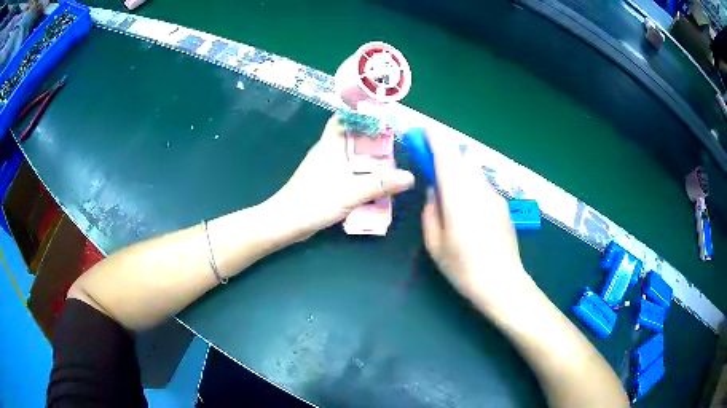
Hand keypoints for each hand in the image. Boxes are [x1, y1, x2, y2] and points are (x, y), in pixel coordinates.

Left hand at [266, 114, 414, 240]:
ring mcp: (326, 167)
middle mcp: (328, 151)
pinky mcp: (326, 182)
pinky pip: (348, 172)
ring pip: (351, 156)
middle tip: (395, 147)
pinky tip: (374, 184)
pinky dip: (362, 175)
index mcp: (331, 144)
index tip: (384, 119)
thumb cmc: (314, 201)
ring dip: (368, 160)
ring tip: (391, 165)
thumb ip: (380, 184)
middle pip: (353, 138)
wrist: (287, 223)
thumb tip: (409, 177)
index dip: (362, 115)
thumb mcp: (351, 192)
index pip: (344, 118)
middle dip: (373, 141)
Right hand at [421, 130, 526, 306]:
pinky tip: (468, 210)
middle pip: (463, 157)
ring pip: (474, 170)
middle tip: (432, 164)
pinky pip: (482, 185)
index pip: (447, 154)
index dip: (434, 138)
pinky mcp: (503, 205)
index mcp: (458, 196)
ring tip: (450, 192)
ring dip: (459, 170)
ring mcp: (494, 196)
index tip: (422, 132)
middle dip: (446, 153)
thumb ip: (431, 211)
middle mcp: (479, 188)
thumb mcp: (434, 243)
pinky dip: (470, 184)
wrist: (502, 283)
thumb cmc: (462, 267)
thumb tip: (435, 191)